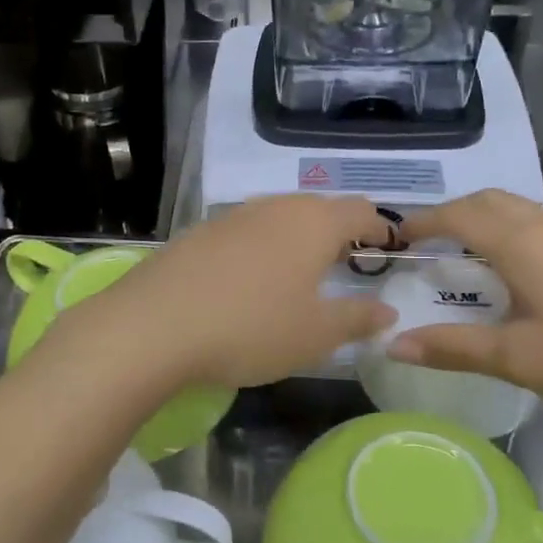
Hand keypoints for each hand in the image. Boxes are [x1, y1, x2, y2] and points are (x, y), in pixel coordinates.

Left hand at [63, 196, 396, 389]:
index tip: (389, 251)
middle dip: (337, 232)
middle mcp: (273, 207)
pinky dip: (259, 248)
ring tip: (298, 273)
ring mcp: (230, 217)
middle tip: (346, 265)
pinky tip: (247, 281)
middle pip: (318, 208)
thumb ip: (356, 319)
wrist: (153, 326)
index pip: (361, 211)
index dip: (380, 229)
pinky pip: (243, 232)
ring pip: (277, 217)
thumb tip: (386, 310)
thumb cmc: (250, 329)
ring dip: (296, 238)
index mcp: (312, 223)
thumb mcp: (314, 335)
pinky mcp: (197, 233)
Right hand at [388, 191, 542, 437]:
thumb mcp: (519, 359)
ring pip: (526, 210)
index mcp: (523, 243)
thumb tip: (392, 343)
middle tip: (428, 241)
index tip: (395, 236)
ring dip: (490, 218)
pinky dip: (524, 230)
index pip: (459, 215)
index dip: (423, 222)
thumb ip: (453, 347)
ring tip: (472, 249)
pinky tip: (536, 264)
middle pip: (492, 201)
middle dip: (454, 213)